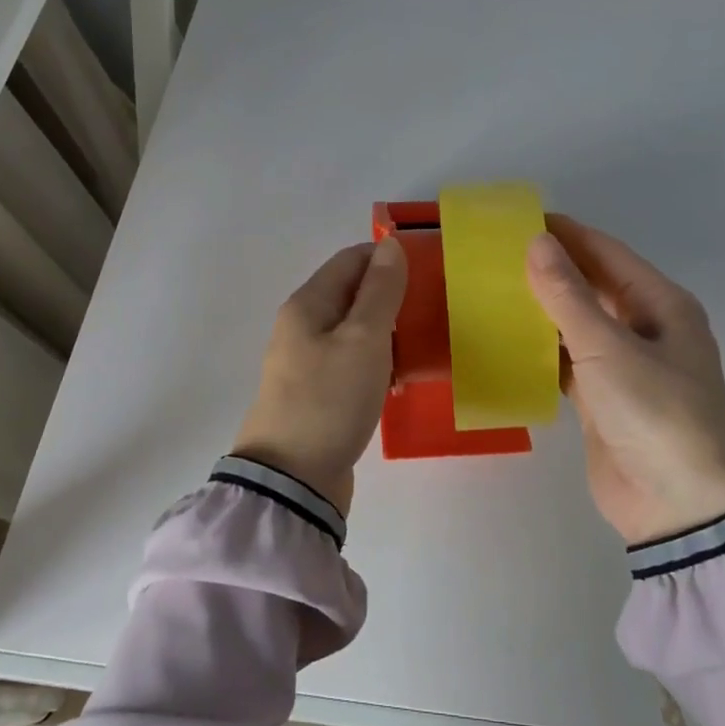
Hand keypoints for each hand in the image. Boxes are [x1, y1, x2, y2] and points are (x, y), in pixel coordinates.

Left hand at [233, 237, 407, 515]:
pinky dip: (377, 361)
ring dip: (387, 331)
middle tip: (432, 308)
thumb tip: (390, 245)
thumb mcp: (363, 339)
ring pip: (355, 330)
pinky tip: (400, 377)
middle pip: (352, 294)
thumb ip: (380, 291)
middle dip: (391, 296)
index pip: (350, 260)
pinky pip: (353, 362)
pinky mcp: (318, 393)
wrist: (293, 480)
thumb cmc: (330, 399)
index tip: (427, 269)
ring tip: (424, 342)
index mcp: (308, 304)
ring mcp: (308, 362)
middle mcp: (302, 326)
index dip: (387, 258)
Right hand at [526, 216, 724, 544]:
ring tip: (490, 291)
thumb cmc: (656, 413)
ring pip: (576, 324)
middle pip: (591, 286)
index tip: (518, 219)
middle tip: (495, 255)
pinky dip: (539, 352)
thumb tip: (536, 241)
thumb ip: (568, 295)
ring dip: (540, 311)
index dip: (566, 234)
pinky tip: (504, 342)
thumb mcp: (608, 349)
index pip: (606, 253)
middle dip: (549, 270)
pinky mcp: (603, 400)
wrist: (683, 510)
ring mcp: (624, 367)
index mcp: (661, 305)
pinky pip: (567, 362)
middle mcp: (645, 329)